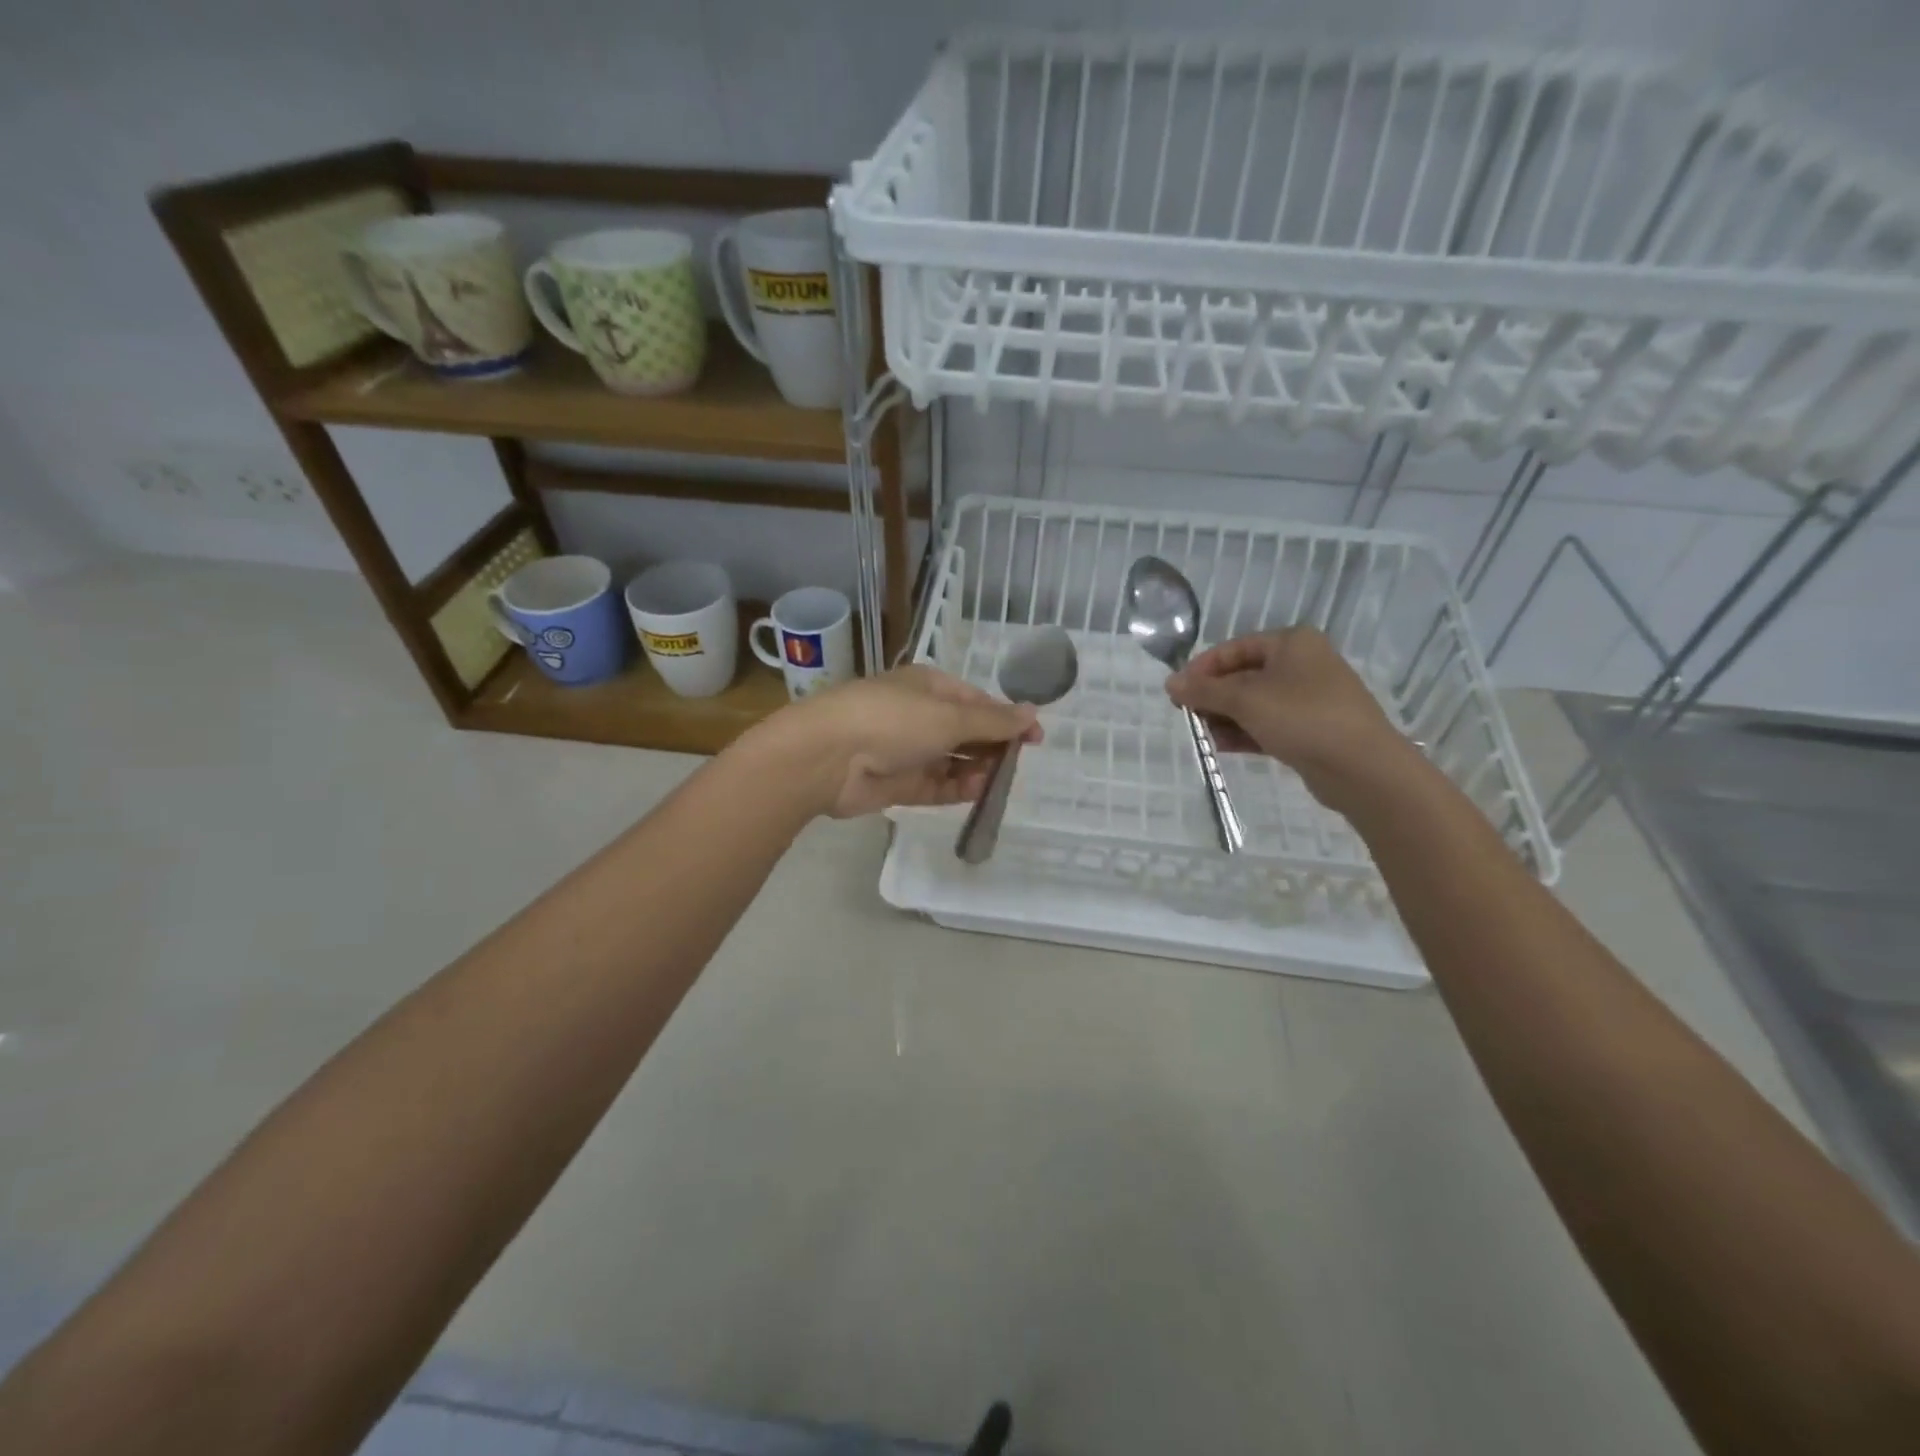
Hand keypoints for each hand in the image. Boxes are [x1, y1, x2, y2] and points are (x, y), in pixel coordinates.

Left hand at [757, 666, 1042, 818]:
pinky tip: (978, 792)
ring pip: (954, 761)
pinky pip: (937, 786)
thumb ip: (992, 721)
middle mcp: (919, 716)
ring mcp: (908, 751)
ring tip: (999, 781)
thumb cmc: (892, 720)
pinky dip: (958, 789)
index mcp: (929, 687)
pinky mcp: (899, 784)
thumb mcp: (949, 716)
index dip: (1007, 719)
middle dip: (993, 747)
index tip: (1036, 739)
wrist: (827, 757)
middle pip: (967, 732)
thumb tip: (1033, 713)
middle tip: (1018, 765)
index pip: (977, 701)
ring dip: (977, 770)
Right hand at [1166, 628, 1421, 814]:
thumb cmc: (1302, 718)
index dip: (1201, 669)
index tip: (1176, 693)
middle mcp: (1302, 664)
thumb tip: (1169, 683)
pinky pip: (1269, 724)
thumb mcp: (1245, 700)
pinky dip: (1245, 732)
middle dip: (1213, 697)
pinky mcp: (1312, 729)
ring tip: (1204, 736)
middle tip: (1188, 717)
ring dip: (1226, 717)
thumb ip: (1204, 691)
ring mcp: (1309, 698)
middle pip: (1243, 676)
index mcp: (1292, 643)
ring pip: (1255, 703)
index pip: (1233, 649)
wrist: (1362, 768)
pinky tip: (1222, 746)